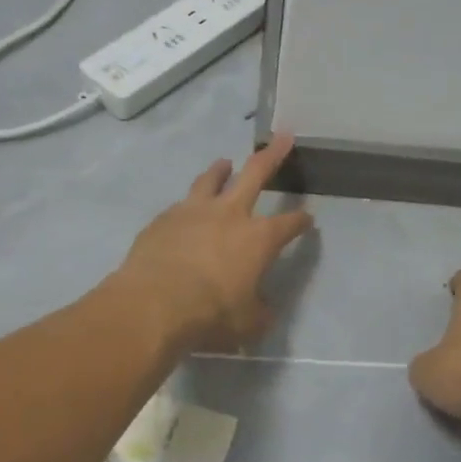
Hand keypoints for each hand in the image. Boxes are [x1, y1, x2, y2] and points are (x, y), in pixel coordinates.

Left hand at [112, 135, 313, 352]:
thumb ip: (259, 312)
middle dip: (273, 155)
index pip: (289, 224)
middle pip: (256, 174)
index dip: (301, 221)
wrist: (152, 305)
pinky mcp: (163, 220)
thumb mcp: (247, 324)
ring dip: (221, 170)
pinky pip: (180, 206)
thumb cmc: (210, 315)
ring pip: (211, 179)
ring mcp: (193, 212)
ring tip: (225, 163)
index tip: (308, 220)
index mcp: (259, 239)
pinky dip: (188, 206)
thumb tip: (262, 310)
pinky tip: (185, 213)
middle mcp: (230, 215)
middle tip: (284, 137)